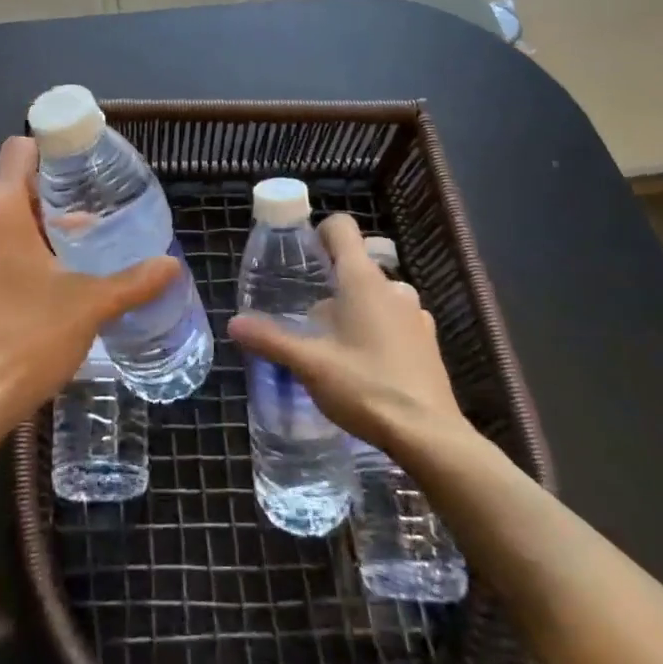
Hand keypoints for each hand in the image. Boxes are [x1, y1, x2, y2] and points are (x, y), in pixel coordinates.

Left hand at [0, 136, 179, 423]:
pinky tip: (44, 287)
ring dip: (34, 231)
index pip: (18, 151)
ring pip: (0, 221)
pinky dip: (14, 255)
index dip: (49, 152)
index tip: (79, 172)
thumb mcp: (91, 304)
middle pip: (13, 188)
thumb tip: (172, 265)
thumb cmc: (30, 336)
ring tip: (73, 259)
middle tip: (90, 226)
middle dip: (51, 203)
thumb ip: (134, 281)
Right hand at [228, 213, 468, 455]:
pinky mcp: (428, 341)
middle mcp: (392, 286)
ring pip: (377, 294)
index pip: (342, 227)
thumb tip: (234, 322)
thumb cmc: (365, 387)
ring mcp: (415, 313)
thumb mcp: (309, 364)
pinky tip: (366, 362)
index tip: (302, 257)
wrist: (429, 436)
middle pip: (356, 264)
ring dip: (357, 307)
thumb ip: (271, 340)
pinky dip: (379, 328)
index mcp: (362, 279)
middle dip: (332, 282)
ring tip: (336, 341)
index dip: (319, 233)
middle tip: (309, 313)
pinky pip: (396, 319)